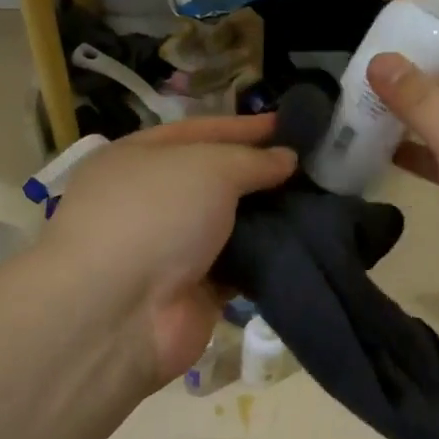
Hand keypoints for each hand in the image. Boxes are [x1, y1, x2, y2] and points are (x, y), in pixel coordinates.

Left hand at [44, 116, 294, 385]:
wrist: (119, 313)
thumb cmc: (155, 216)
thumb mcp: (207, 168)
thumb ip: (251, 160)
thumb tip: (286, 159)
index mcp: (138, 158)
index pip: (199, 132)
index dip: (244, 127)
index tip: (291, 125)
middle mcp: (150, 200)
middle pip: (215, 179)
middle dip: (260, 174)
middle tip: (312, 168)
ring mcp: (170, 249)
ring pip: (229, 225)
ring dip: (268, 218)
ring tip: (319, 204)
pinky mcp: (193, 291)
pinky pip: (237, 268)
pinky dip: (264, 259)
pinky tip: (303, 245)